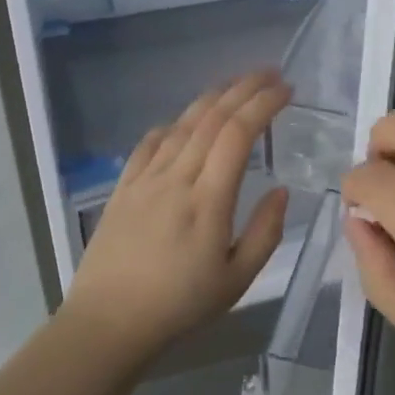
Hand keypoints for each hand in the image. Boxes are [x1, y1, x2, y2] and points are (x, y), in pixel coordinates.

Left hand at [66, 69, 293, 353]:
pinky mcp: (123, 187)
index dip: (263, 104)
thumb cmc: (179, 305)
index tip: (286, 89)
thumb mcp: (236, 280)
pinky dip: (172, 125)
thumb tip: (280, 190)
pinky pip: (149, 144)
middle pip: (211, 118)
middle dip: (243, 88)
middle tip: (269, 73)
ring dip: (211, 98)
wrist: (108, 322)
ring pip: (182, 124)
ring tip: (234, 85)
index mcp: (208, 199)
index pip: (238, 134)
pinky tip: (182, 123)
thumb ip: (265, 232)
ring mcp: (145, 179)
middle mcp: (176, 177)